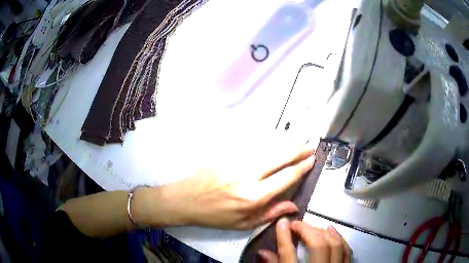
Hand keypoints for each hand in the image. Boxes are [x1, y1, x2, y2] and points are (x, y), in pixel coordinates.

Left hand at [142, 144, 314, 228]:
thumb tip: (294, 206)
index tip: (312, 160)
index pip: (286, 177)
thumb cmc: (215, 216)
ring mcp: (235, 161)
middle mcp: (248, 176)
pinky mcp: (226, 153)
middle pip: (280, 157)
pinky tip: (274, 145)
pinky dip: (267, 144)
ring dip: (285, 145)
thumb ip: (271, 214)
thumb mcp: (244, 224)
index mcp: (253, 197)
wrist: (185, 199)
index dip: (301, 167)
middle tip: (309, 147)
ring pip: (267, 148)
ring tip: (297, 144)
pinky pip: (252, 146)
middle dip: (298, 150)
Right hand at [258, 219, 351, 262]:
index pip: (289, 255)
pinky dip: (340, 239)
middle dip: (306, 230)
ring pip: (335, 245)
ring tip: (312, 227)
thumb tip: (262, 252)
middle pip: (317, 246)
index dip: (284, 237)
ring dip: (323, 232)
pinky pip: (346, 251)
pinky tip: (332, 231)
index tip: (281, 223)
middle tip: (296, 225)